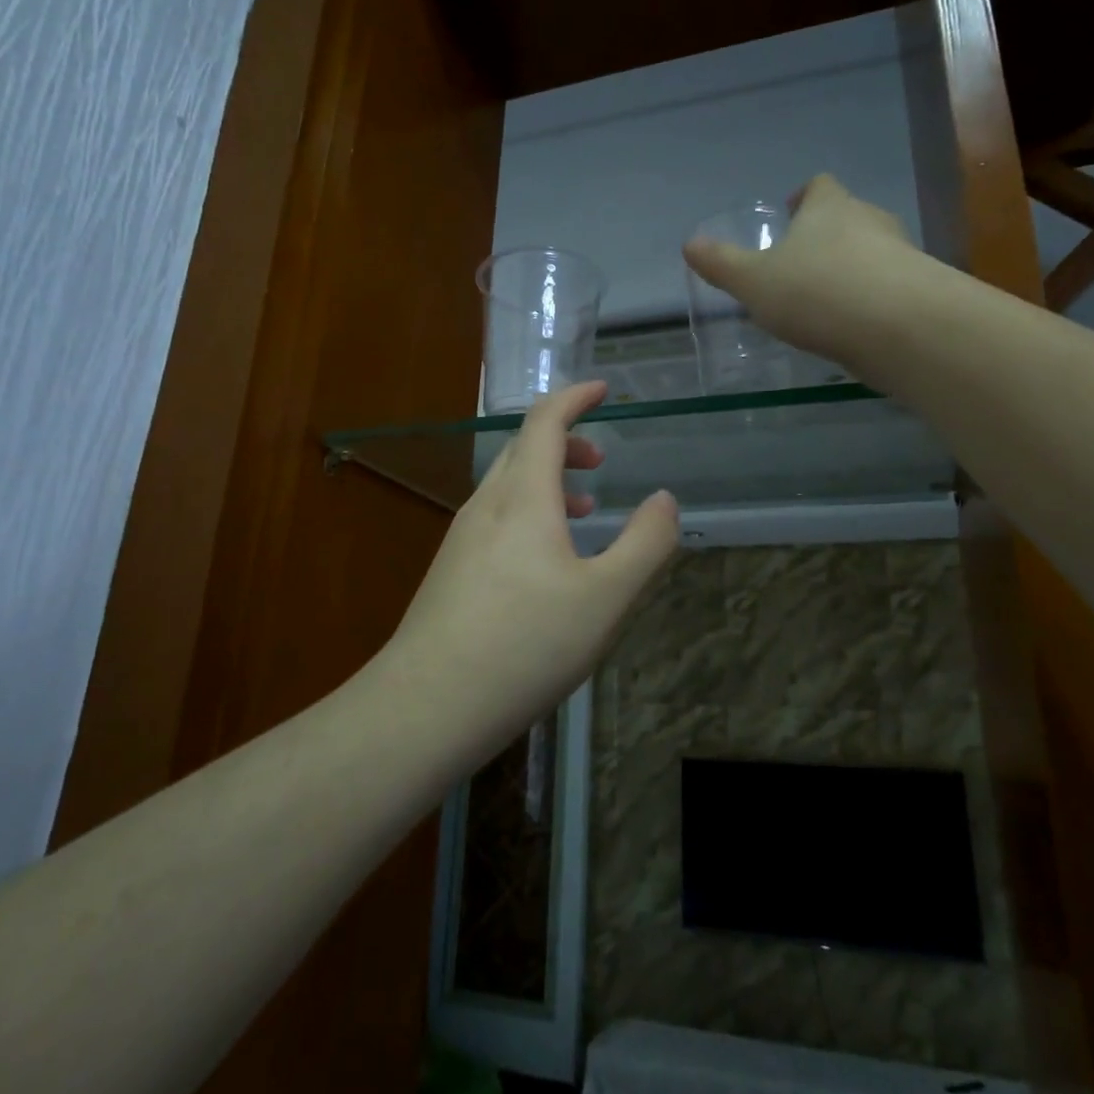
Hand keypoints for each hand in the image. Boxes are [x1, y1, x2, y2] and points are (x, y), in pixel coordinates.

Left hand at [388, 381, 679, 751]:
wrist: (428, 704)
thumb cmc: (526, 643)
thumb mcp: (606, 597)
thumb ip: (646, 543)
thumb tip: (664, 500)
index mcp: (522, 497)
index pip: (544, 421)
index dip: (574, 397)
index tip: (602, 389)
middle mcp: (486, 506)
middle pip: (522, 449)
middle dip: (565, 442)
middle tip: (601, 462)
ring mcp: (461, 539)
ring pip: (507, 487)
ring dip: (548, 482)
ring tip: (584, 511)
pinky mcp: (450, 572)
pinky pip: (495, 520)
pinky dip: (529, 514)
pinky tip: (545, 563)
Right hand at [683, 174, 917, 366]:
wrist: (898, 326)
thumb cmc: (815, 291)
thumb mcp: (753, 281)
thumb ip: (722, 264)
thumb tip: (689, 244)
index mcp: (828, 208)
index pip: (818, 187)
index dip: (804, 196)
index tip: (792, 211)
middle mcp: (868, 220)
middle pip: (847, 215)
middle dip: (825, 234)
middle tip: (801, 260)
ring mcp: (899, 254)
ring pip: (870, 251)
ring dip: (848, 267)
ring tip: (824, 297)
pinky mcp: (917, 290)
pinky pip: (886, 285)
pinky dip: (868, 298)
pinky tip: (851, 325)